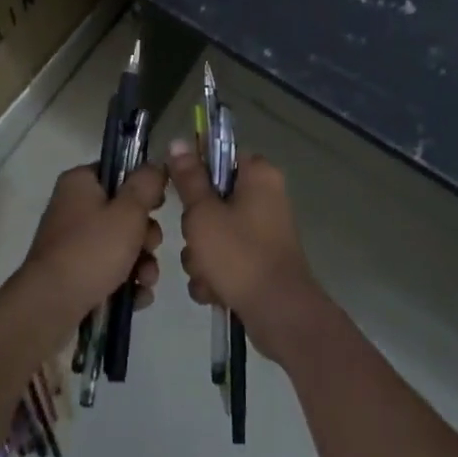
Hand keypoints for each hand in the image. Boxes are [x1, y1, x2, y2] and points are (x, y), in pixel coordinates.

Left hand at [22, 163, 165, 325]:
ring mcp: (72, 243)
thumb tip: (155, 166)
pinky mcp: (74, 273)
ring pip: (120, 245)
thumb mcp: (128, 212)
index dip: (143, 187)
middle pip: (123, 212)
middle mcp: (73, 208)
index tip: (159, 205)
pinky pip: (109, 270)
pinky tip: (138, 297)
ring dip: (141, 262)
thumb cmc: (91, 250)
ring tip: (146, 280)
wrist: (50, 307)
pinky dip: (126, 282)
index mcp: (80, 183)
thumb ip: (146, 185)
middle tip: (150, 247)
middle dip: (146, 235)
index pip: (118, 172)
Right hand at [165, 140, 327, 366]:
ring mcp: (263, 231)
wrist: (279, 314)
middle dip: (196, 227)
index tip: (180, 193)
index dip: (195, 173)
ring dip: (201, 256)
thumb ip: (189, 179)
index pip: (219, 156)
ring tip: (207, 274)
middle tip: (197, 240)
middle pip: (212, 198)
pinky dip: (215, 275)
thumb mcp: (204, 214)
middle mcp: (265, 197)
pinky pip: (225, 258)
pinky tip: (214, 291)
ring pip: (214, 232)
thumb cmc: (240, 255)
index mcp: (258, 175)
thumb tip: (177, 142)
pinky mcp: (259, 260)